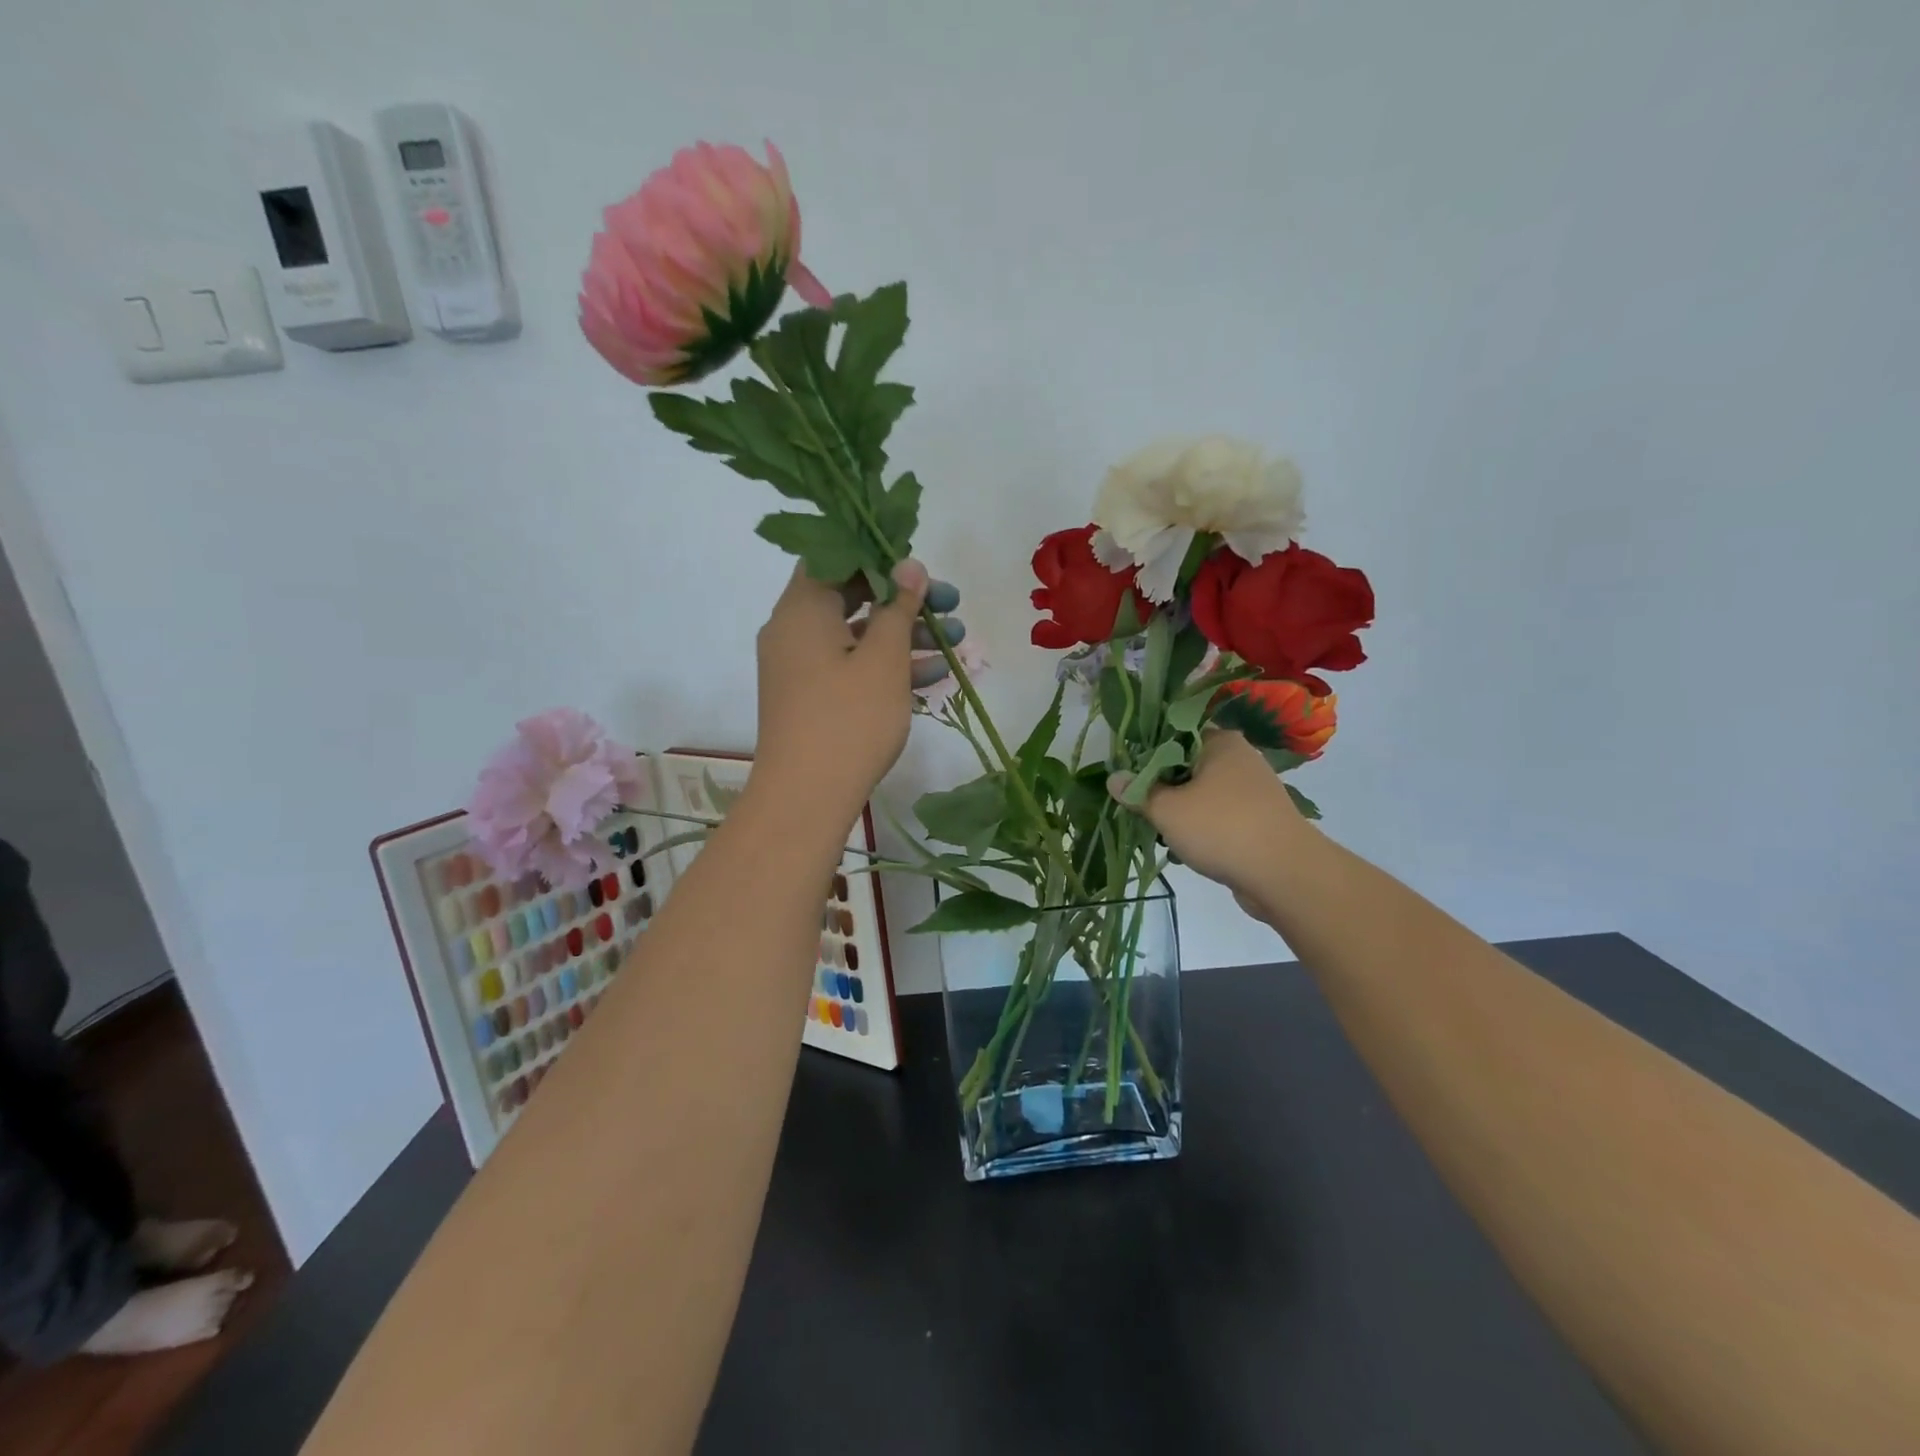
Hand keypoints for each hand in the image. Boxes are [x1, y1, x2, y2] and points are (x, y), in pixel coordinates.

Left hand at [750, 560, 935, 828]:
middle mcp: (794, 630)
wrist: (806, 798)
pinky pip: (850, 667)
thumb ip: (898, 607)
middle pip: (852, 597)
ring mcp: (800, 667)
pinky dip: (886, 666)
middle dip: (905, 600)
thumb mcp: (884, 659)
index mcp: (802, 608)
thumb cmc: (849, 719)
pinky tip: (934, 675)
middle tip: (950, 603)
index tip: (920, 566)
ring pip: (857, 635)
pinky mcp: (811, 697)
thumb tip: (909, 565)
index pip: (835, 557)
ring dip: (905, 636)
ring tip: (957, 641)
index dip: (879, 555)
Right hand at [1109, 730, 1309, 905]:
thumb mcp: (1167, 810)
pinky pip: (1219, 815)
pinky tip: (1185, 848)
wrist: (1285, 875)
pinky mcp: (1260, 819)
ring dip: (1180, 810)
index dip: (1147, 753)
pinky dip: (1202, 827)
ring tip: (1160, 831)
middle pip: (1187, 765)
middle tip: (1139, 806)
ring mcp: (1254, 790)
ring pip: (1202, 793)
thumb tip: (1113, 778)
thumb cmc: (1221, 829)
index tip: (1127, 774)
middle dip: (1161, 787)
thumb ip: (1138, 792)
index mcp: (1221, 742)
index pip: (1174, 735)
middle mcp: (1240, 758)